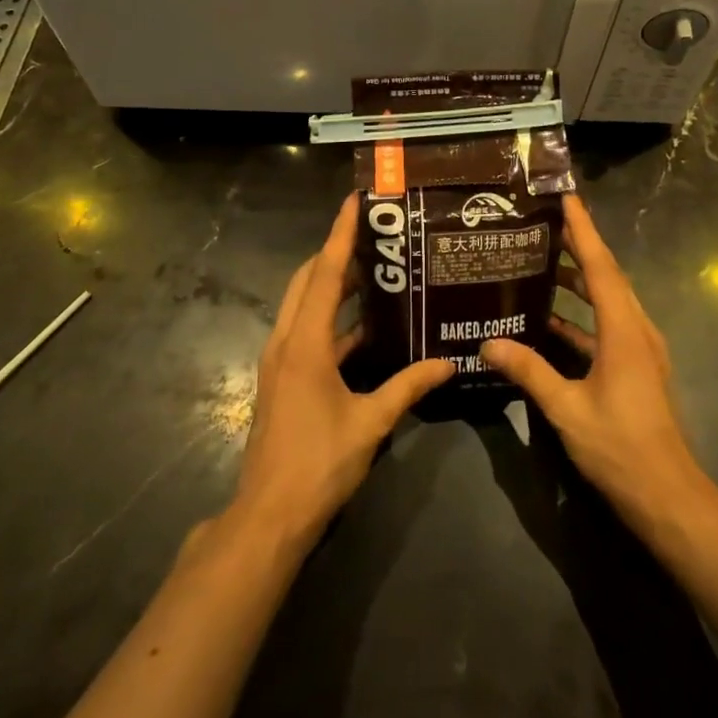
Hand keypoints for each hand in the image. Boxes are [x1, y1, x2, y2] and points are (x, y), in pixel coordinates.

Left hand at [231, 195, 453, 550]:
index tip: (354, 202)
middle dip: (335, 252)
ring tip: (374, 268)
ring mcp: (281, 360)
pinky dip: (332, 318)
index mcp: (305, 343)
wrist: (269, 515)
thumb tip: (448, 362)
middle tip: (372, 232)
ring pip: (304, 305)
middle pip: (308, 280)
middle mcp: (287, 341)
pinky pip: (308, 331)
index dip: (341, 235)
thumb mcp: (371, 422)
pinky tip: (365, 325)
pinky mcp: (283, 378)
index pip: (325, 274)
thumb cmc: (318, 463)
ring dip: (332, 284)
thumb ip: (409, 387)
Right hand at [481, 194, 717, 539]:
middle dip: (579, 246)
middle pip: (606, 276)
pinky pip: (605, 327)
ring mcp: (639, 350)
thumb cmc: (620, 447)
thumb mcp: (567, 409)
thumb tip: (488, 342)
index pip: (600, 266)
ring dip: (579, 280)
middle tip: (543, 222)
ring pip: (607, 301)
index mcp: (624, 330)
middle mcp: (636, 330)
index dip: (583, 230)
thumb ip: (528, 371)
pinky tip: (548, 321)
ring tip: (542, 262)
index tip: (566, 197)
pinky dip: (579, 317)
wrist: (667, 495)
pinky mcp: (634, 368)